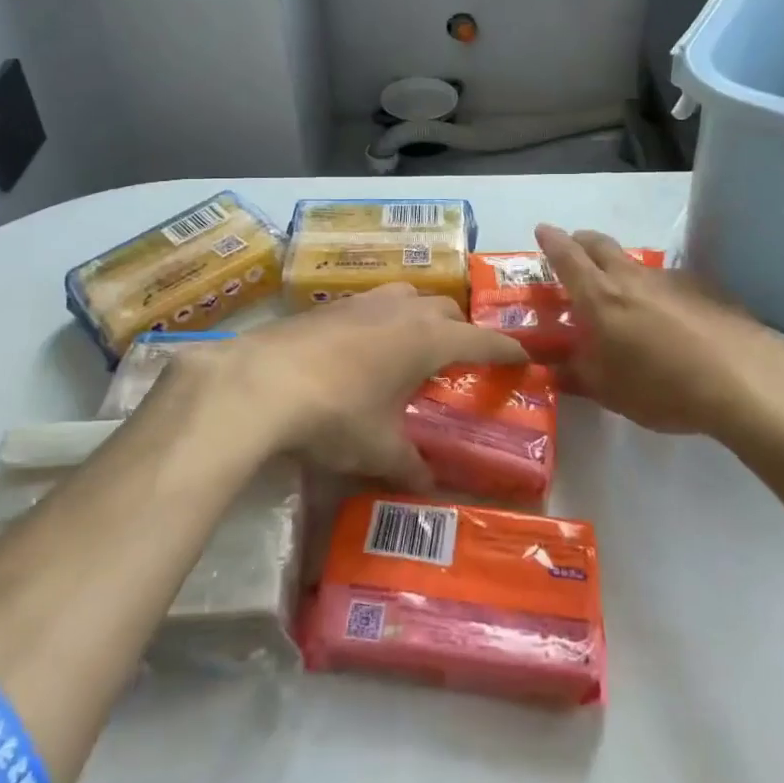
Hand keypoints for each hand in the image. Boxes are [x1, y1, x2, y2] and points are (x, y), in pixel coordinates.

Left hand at [172, 285, 527, 488]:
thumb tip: (428, 486)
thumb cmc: (335, 414)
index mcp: (427, 339)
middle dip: (462, 330)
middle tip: (461, 359)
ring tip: (415, 345)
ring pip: (410, 296)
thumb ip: (409, 466)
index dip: (505, 349)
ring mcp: (364, 301)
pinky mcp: (330, 304)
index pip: (481, 340)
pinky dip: (385, 318)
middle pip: (447, 309)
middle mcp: (402, 310)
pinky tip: (366, 346)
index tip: (523, 356)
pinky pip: (374, 303)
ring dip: (422, 315)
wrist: (260, 383)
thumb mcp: (378, 448)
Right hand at [536, 224, 783, 440]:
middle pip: (600, 244)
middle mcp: (632, 278)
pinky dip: (656, 292)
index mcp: (600, 297)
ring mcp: (671, 280)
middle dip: (582, 242)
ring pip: (635, 264)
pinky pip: (668, 282)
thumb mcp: (609, 391)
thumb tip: (553, 368)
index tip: (542, 230)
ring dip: (621, 270)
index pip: (567, 257)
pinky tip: (670, 321)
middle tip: (574, 251)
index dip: (551, 241)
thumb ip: (577, 374)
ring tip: (624, 299)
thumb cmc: (661, 387)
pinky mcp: (705, 289)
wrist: (743, 380)